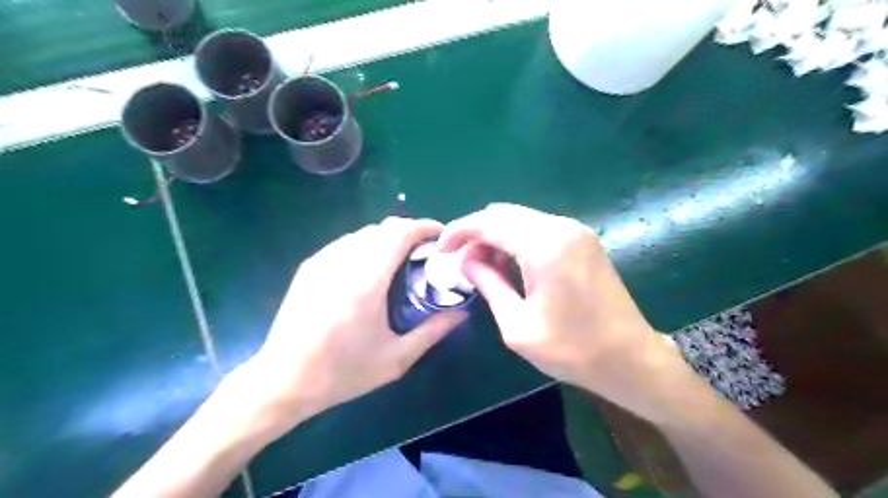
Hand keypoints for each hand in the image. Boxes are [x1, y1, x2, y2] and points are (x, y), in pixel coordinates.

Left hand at [231, 218, 464, 438]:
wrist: (283, 380)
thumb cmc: (343, 373)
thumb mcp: (396, 359)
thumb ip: (433, 331)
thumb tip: (461, 312)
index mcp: (366, 282)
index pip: (399, 234)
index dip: (424, 227)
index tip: (440, 236)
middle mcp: (343, 262)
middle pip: (383, 228)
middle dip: (409, 232)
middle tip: (425, 253)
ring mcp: (322, 261)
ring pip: (364, 233)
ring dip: (387, 238)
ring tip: (401, 260)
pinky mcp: (309, 266)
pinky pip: (346, 243)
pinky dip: (367, 246)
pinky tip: (370, 269)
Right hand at [438, 205, 684, 422]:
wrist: (630, 359)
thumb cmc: (572, 350)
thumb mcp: (517, 324)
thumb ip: (488, 284)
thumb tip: (465, 260)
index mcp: (545, 245)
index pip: (489, 222)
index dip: (459, 231)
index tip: (441, 249)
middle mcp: (561, 227)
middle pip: (504, 213)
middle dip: (477, 233)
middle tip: (462, 263)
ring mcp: (576, 231)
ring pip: (521, 219)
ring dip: (497, 236)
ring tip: (485, 269)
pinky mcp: (583, 240)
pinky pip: (539, 228)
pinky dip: (517, 240)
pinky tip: (512, 266)